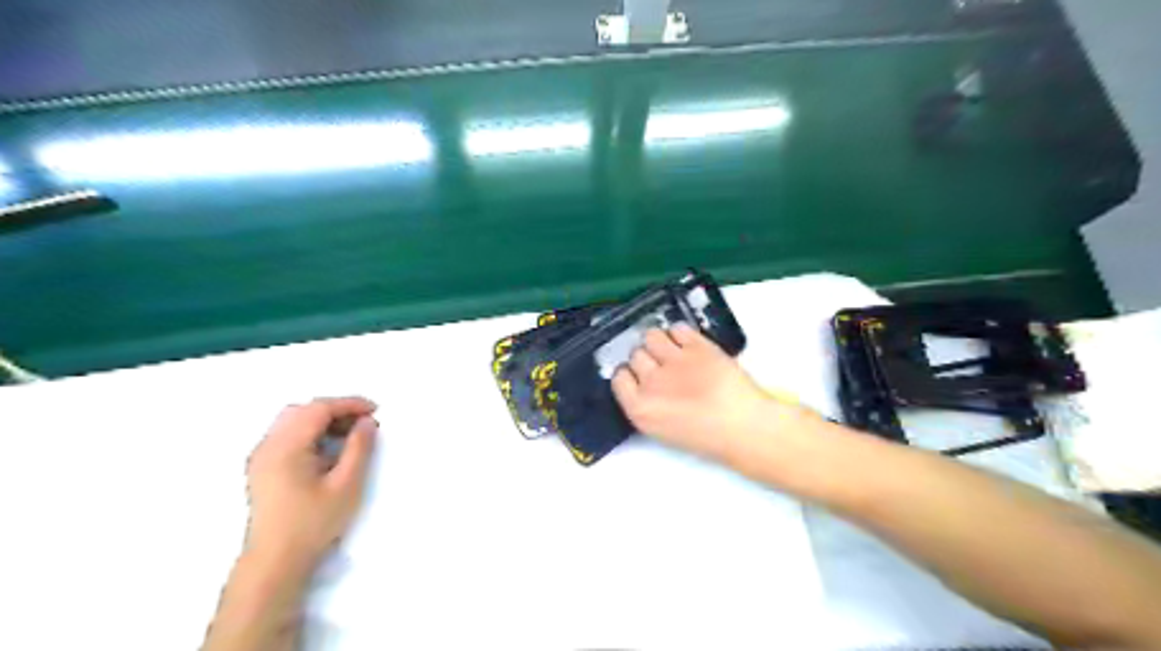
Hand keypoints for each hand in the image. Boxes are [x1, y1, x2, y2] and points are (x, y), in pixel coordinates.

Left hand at [245, 397, 380, 574]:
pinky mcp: (262, 468)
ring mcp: (261, 457)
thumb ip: (359, 448)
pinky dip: (311, 433)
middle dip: (336, 410)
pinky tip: (328, 451)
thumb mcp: (346, 485)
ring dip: (323, 421)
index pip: (318, 409)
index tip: (375, 411)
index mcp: (285, 447)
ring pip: (293, 422)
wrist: (274, 562)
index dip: (349, 404)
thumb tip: (367, 422)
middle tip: (363, 423)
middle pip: (303, 411)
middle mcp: (267, 446)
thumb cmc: (313, 523)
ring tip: (350, 436)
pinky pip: (287, 436)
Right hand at [608, 325, 809, 461]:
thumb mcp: (663, 430)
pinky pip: (677, 328)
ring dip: (659, 341)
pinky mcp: (697, 345)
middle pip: (636, 355)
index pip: (619, 378)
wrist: (744, 426)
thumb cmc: (708, 436)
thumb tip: (642, 384)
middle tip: (660, 366)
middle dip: (646, 359)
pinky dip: (680, 334)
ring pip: (652, 336)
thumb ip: (645, 405)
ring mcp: (674, 360)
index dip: (629, 374)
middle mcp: (651, 382)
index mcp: (640, 409)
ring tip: (671, 350)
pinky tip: (688, 344)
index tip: (637, 375)